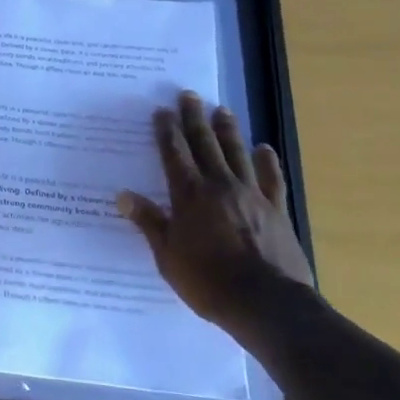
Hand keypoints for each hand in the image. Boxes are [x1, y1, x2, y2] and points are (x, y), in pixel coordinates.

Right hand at [118, 92, 313, 333]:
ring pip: (237, 153)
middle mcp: (219, 186)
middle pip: (205, 144)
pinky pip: (271, 179)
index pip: (174, 154)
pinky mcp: (276, 210)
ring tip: (222, 109)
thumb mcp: (168, 256)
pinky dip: (267, 161)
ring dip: (228, 130)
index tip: (162, 110)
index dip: (166, 131)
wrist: (268, 304)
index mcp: (189, 195)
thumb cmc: (208, 281)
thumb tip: (123, 196)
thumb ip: (149, 222)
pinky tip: (264, 148)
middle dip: (194, 118)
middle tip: (189, 95)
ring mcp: (251, 195)